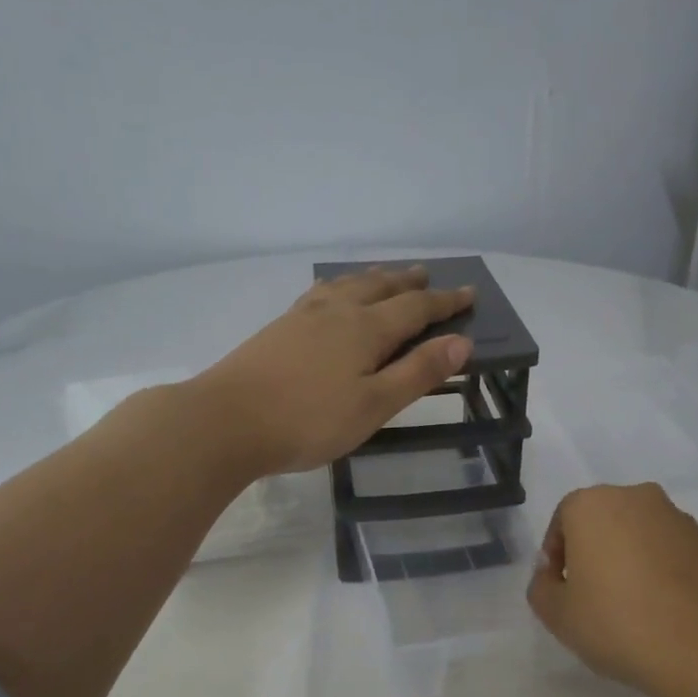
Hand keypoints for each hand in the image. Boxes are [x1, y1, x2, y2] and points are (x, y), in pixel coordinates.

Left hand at [189, 266, 474, 475]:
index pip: (416, 309)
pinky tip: (331, 295)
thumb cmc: (309, 420)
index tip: (470, 293)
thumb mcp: (374, 405)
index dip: (445, 302)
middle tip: (428, 276)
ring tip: (386, 276)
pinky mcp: (280, 328)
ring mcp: (304, 316)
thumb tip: (461, 342)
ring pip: (348, 285)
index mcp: (366, 329)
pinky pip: (322, 293)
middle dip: (409, 283)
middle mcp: (337, 312)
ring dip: (374, 278)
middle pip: (380, 287)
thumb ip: (417, 373)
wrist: (227, 420)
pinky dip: (340, 287)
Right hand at [527, 483, 697, 696]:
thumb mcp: (557, 615)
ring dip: (628, 562)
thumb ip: (542, 587)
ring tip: (630, 609)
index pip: (562, 521)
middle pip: (602, 523)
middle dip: (593, 554)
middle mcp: (636, 497)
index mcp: (592, 504)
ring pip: (638, 535)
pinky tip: (662, 611)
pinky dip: (660, 572)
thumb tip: (553, 574)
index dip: (556, 558)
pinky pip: (670, 552)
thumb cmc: (618, 622)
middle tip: (592, 598)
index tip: (562, 592)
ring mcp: (678, 517)